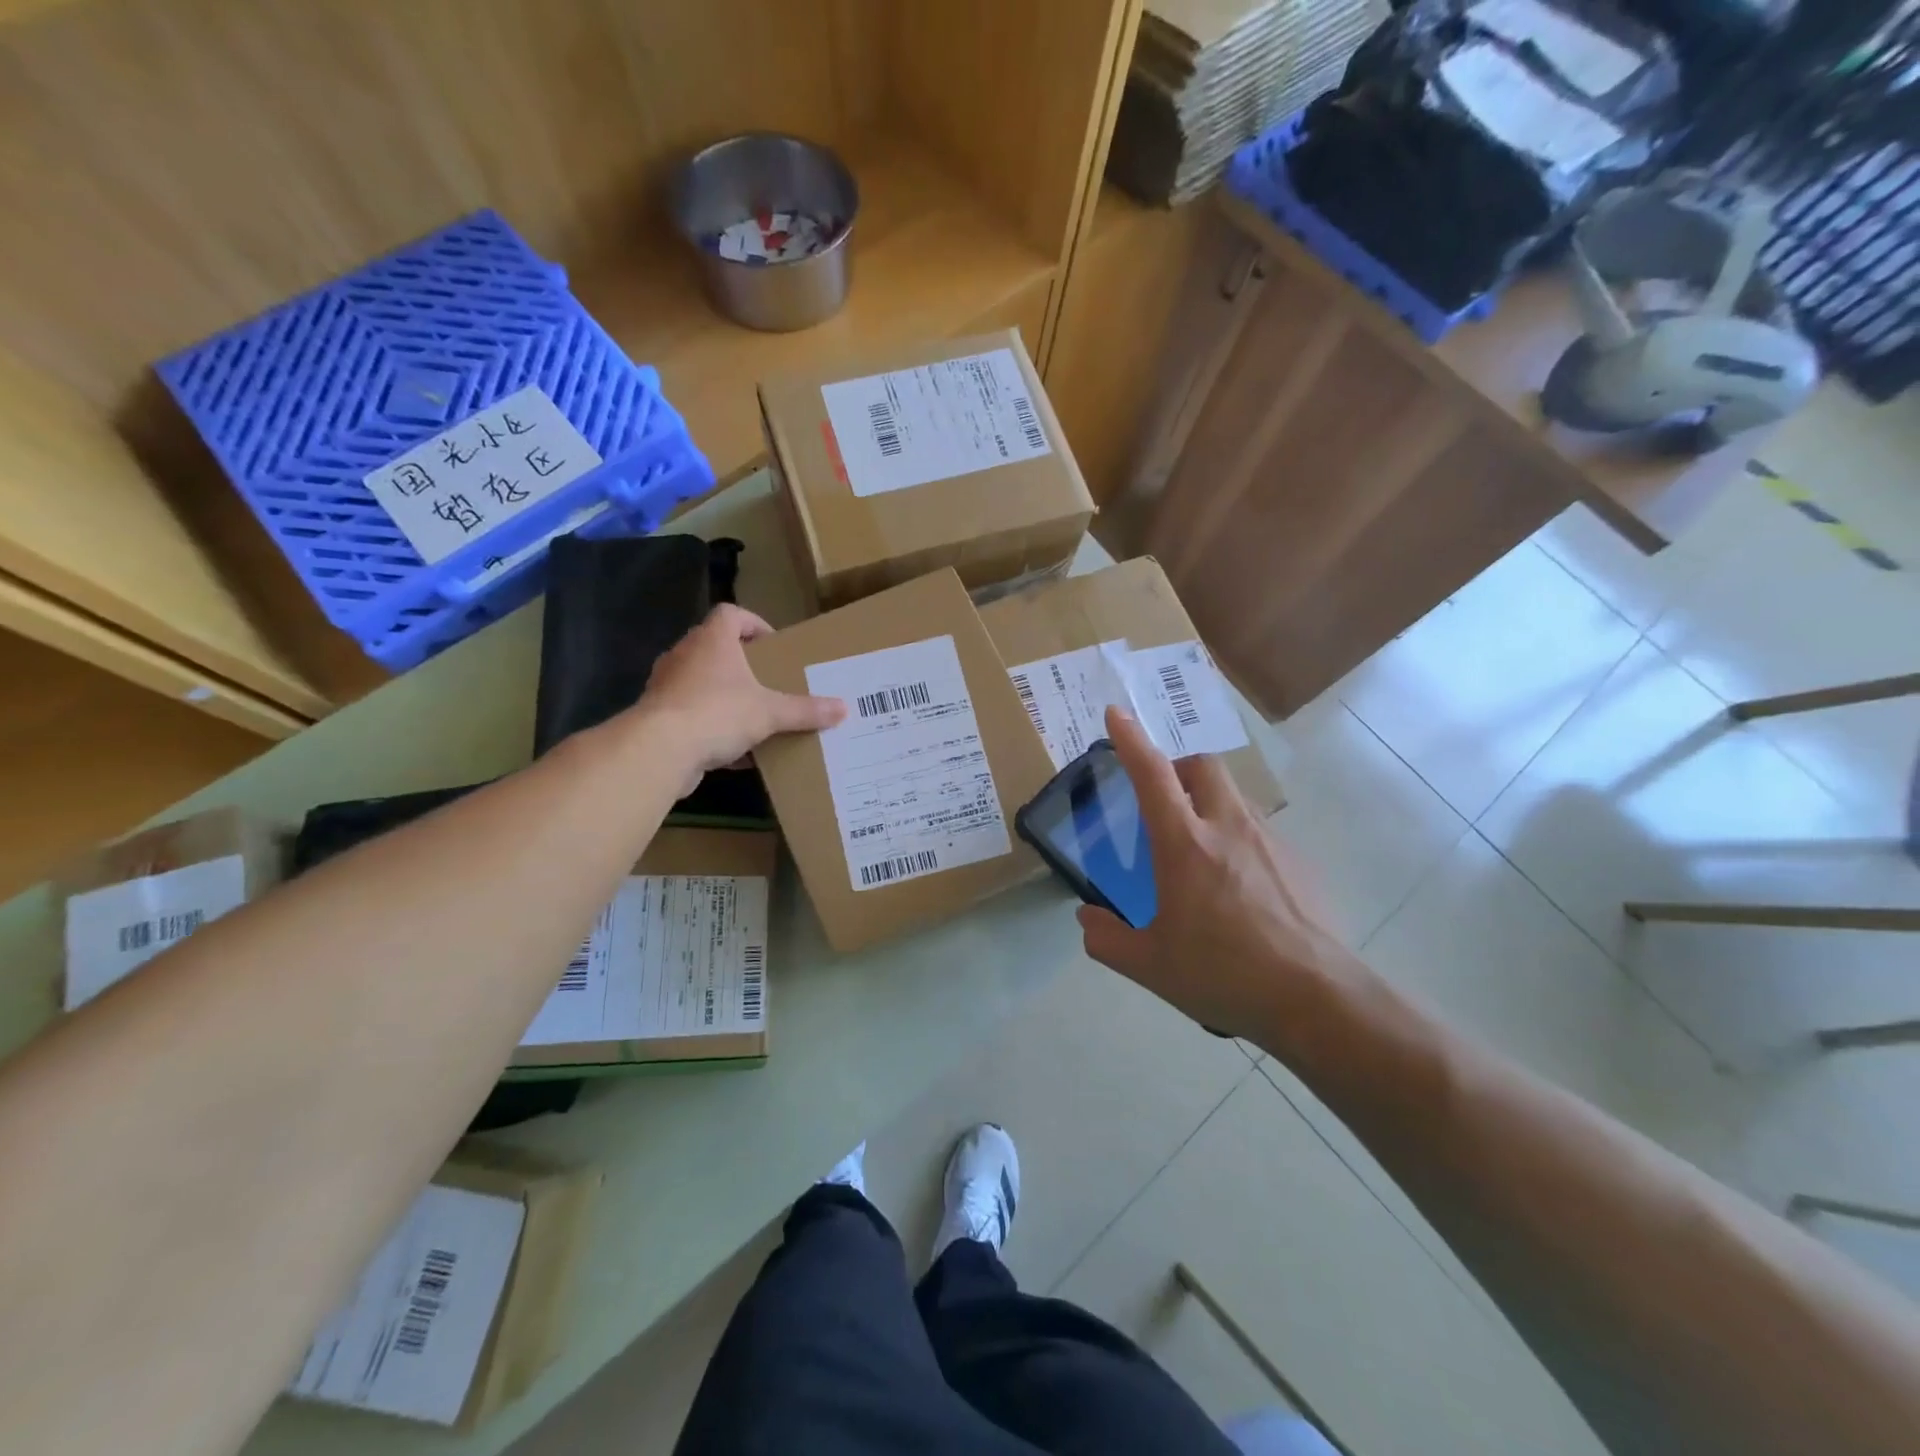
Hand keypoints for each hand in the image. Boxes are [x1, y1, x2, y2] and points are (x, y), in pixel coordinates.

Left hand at [640, 604, 845, 790]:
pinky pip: (692, 715)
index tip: (774, 646)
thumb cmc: (717, 712)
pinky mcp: (658, 717)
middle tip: (770, 682)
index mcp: (713, 640)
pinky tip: (737, 752)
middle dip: (744, 666)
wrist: (659, 750)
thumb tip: (844, 708)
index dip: (754, 624)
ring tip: (756, 716)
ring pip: (702, 683)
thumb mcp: (771, 712)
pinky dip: (713, 728)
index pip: (731, 614)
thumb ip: (806, 710)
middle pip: (717, 649)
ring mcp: (668, 685)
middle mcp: (685, 655)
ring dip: (727, 697)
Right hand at [1076, 706, 1359, 1039]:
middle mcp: (1229, 828)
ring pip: (1235, 798)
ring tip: (1201, 854)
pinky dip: (1240, 842)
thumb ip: (1107, 939)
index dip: (1131, 739)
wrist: (1317, 1000)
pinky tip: (1240, 892)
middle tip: (1165, 799)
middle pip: (1204, 767)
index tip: (1116, 713)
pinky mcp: (1299, 863)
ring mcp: (1270, 842)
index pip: (1153, 775)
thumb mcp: (1150, 965)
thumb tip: (1087, 919)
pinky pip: (1260, 833)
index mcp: (1186, 844)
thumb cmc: (1223, 975)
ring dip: (1210, 805)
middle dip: (1179, 768)